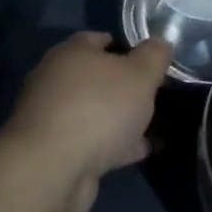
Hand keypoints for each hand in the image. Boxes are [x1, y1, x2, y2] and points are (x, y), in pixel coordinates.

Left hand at [5, 32, 170, 211]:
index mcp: (71, 53)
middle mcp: (55, 81)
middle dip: (126, 87)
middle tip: (156, 95)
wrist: (51, 172)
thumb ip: (155, 55)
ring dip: (121, 119)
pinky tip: (139, 151)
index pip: (102, 39)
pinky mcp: (53, 153)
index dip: (130, 47)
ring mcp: (51, 119)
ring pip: (95, 112)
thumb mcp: (141, 73)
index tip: (153, 62)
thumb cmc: (99, 108)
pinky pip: (91, 142)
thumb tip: (160, 43)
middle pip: (98, 77)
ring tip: (154, 126)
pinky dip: (113, 145)